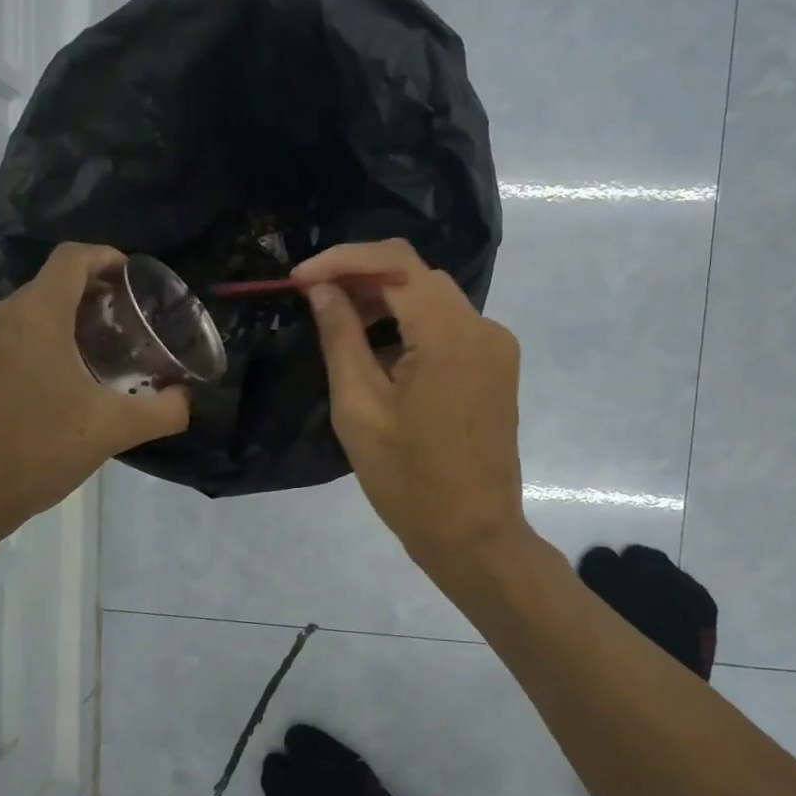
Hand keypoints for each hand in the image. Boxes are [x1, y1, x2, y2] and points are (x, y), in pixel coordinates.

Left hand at [0, 243, 189, 547]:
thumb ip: (162, 412)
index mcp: (36, 315)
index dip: (107, 257)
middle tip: (131, 327)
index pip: (73, 258)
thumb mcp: (111, 430)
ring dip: (68, 323)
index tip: (135, 279)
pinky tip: (64, 387)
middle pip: (53, 285)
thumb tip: (186, 400)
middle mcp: (0, 316)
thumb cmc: (35, 450)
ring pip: (31, 314)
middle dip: (95, 296)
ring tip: (104, 357)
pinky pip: (11, 339)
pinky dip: (42, 345)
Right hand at [292, 240, 527, 576]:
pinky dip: (409, 327)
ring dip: (384, 302)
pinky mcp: (495, 367)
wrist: (474, 535)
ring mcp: (495, 347)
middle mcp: (483, 327)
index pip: (395, 263)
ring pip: (431, 300)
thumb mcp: (359, 407)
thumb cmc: (408, 480)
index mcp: (450, 334)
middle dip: (360, 279)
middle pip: (416, 276)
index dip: (342, 260)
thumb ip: (340, 337)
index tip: (300, 279)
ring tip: (337, 325)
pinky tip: (377, 353)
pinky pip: (447, 328)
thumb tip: (322, 289)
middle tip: (313, 300)